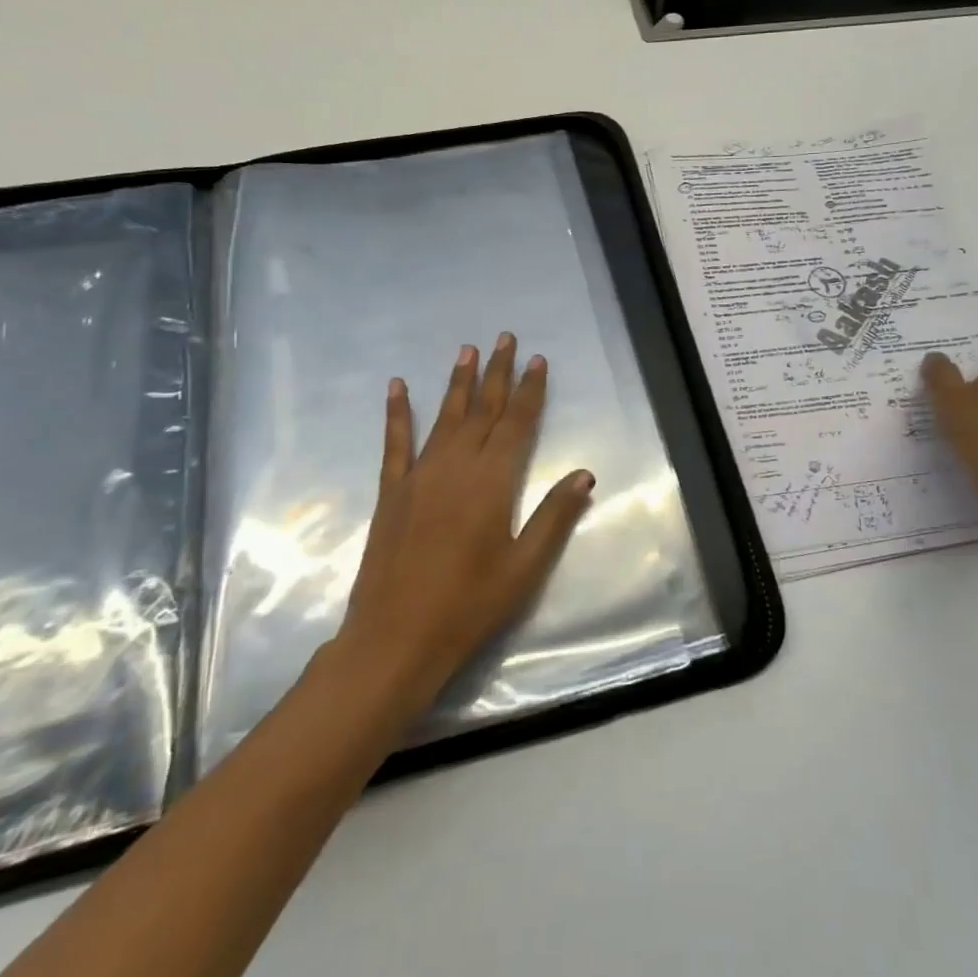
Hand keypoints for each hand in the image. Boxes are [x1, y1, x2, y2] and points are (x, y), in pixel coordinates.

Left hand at [335, 333, 595, 712]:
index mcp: (493, 482)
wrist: (395, 638)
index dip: (531, 390)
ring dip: (457, 381)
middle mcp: (456, 466)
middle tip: (505, 338)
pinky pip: (395, 442)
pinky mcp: (392, 491)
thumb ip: (554, 516)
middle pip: (483, 409)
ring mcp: (420, 475)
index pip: (518, 423)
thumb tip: (585, 474)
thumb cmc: (469, 606)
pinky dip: (397, 412)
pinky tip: (397, 386)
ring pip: (444, 417)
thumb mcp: (525, 568)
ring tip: (467, 349)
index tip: (538, 359)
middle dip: (497, 372)